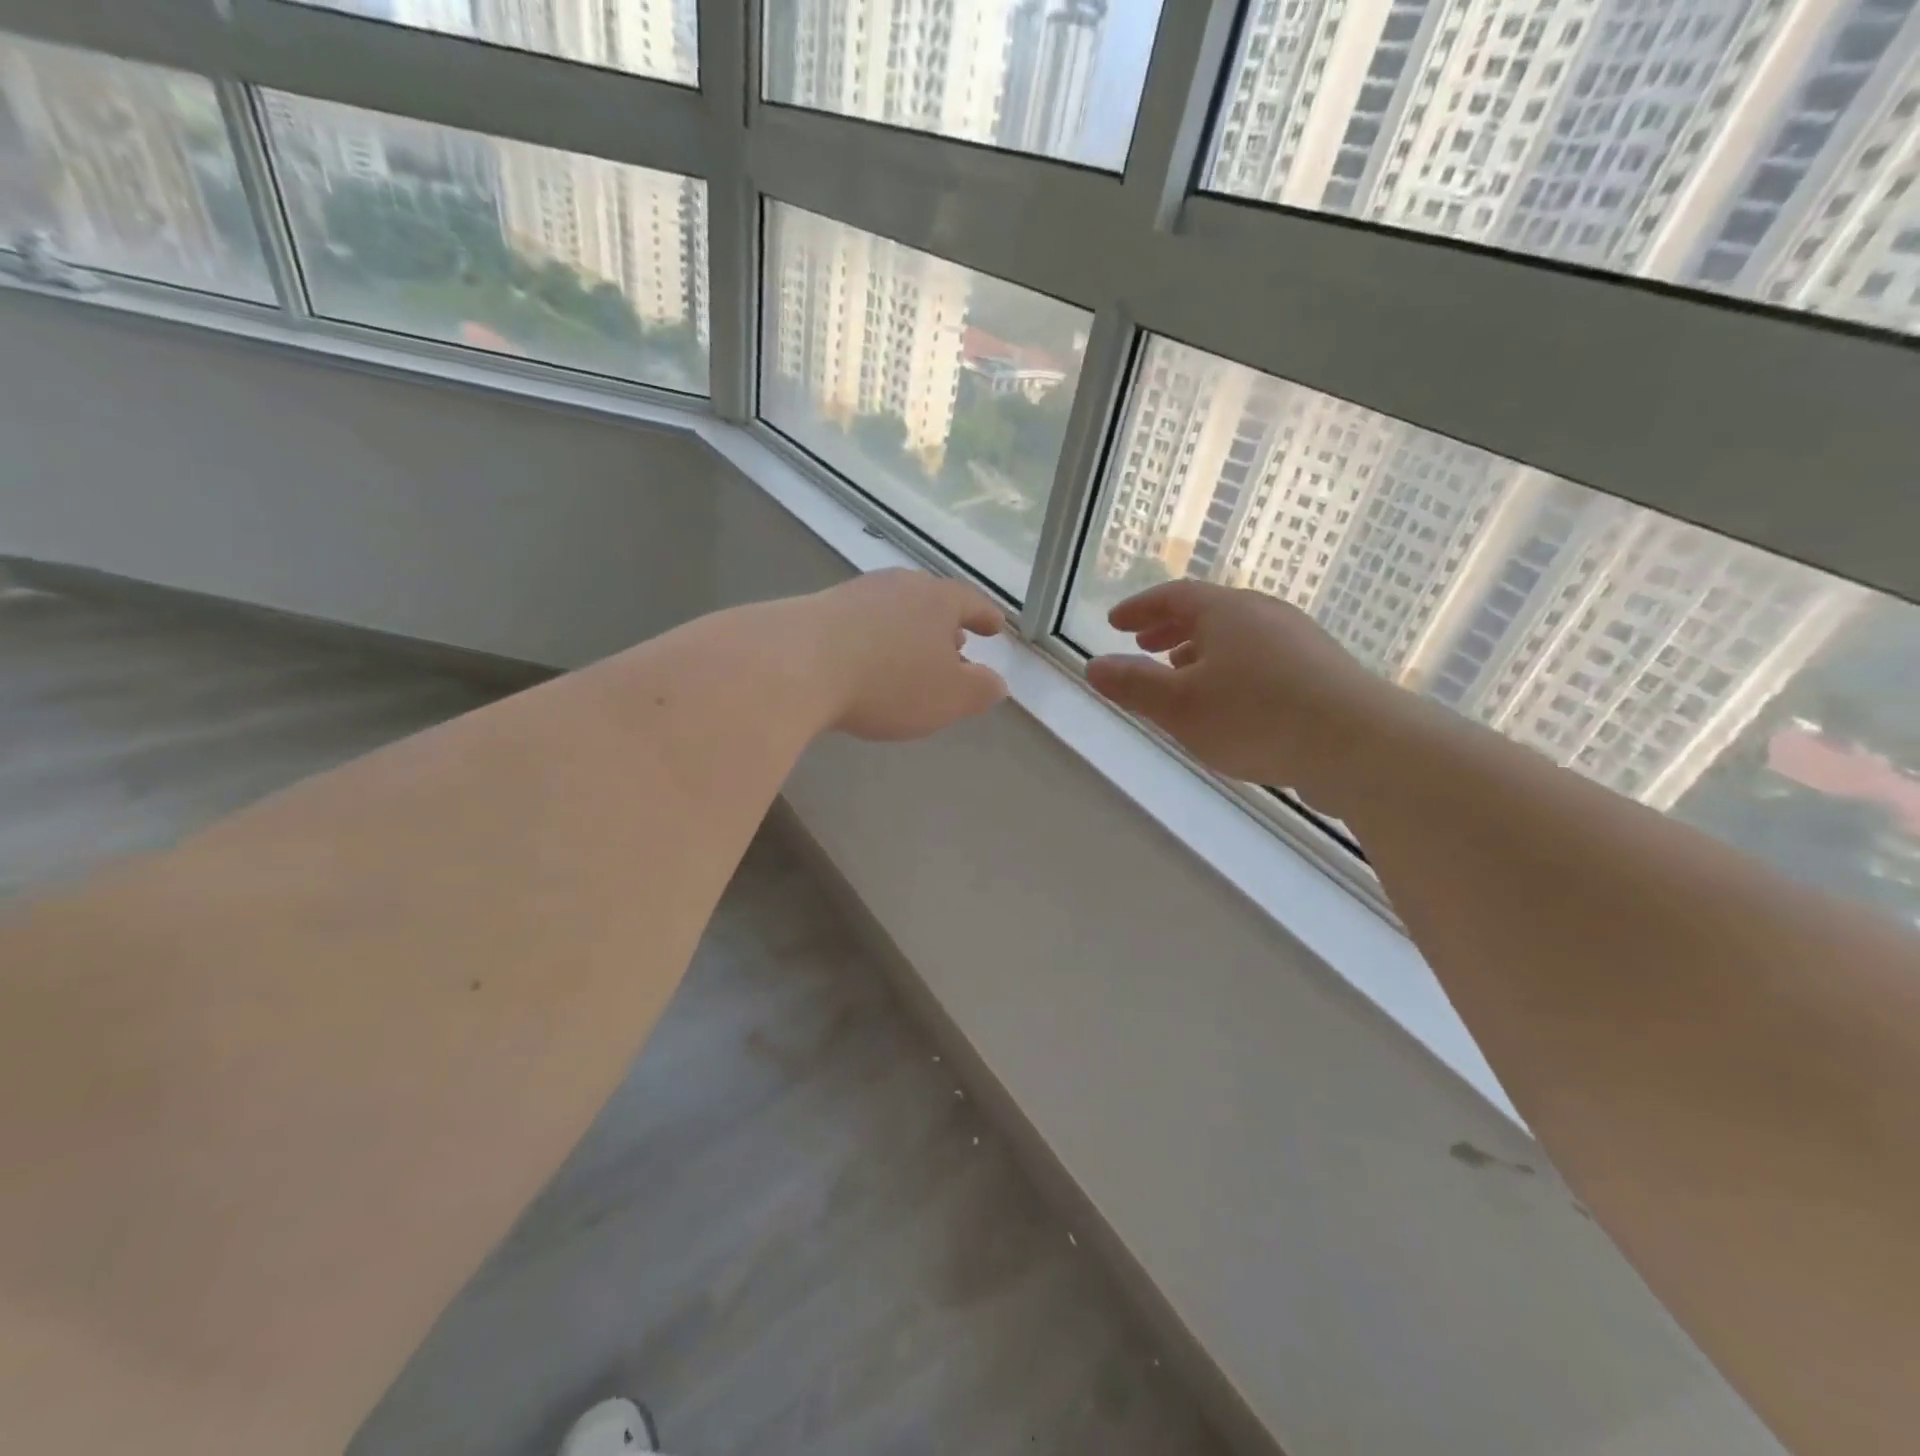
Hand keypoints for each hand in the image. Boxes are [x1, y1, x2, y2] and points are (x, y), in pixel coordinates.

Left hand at [808, 568, 1008, 740]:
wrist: (796, 664)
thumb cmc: (889, 681)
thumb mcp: (949, 697)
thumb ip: (980, 690)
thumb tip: (997, 683)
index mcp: (937, 600)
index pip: (971, 602)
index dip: (985, 617)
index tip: (996, 627)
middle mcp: (898, 586)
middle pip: (930, 601)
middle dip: (945, 625)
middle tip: (956, 643)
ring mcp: (855, 594)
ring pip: (894, 610)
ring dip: (908, 632)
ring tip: (911, 655)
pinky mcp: (817, 609)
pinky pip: (860, 623)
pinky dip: (874, 639)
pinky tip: (866, 660)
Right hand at [1086, 580, 1402, 802]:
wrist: (1359, 744)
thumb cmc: (1256, 717)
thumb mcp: (1179, 706)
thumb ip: (1133, 685)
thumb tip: (1094, 667)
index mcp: (1225, 612)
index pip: (1172, 596)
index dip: (1139, 608)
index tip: (1115, 622)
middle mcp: (1262, 614)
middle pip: (1207, 611)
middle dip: (1169, 627)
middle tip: (1143, 643)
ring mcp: (1297, 639)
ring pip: (1236, 635)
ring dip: (1201, 649)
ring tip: (1181, 672)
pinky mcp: (1320, 670)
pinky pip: (1260, 656)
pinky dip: (1231, 666)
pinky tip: (1231, 700)